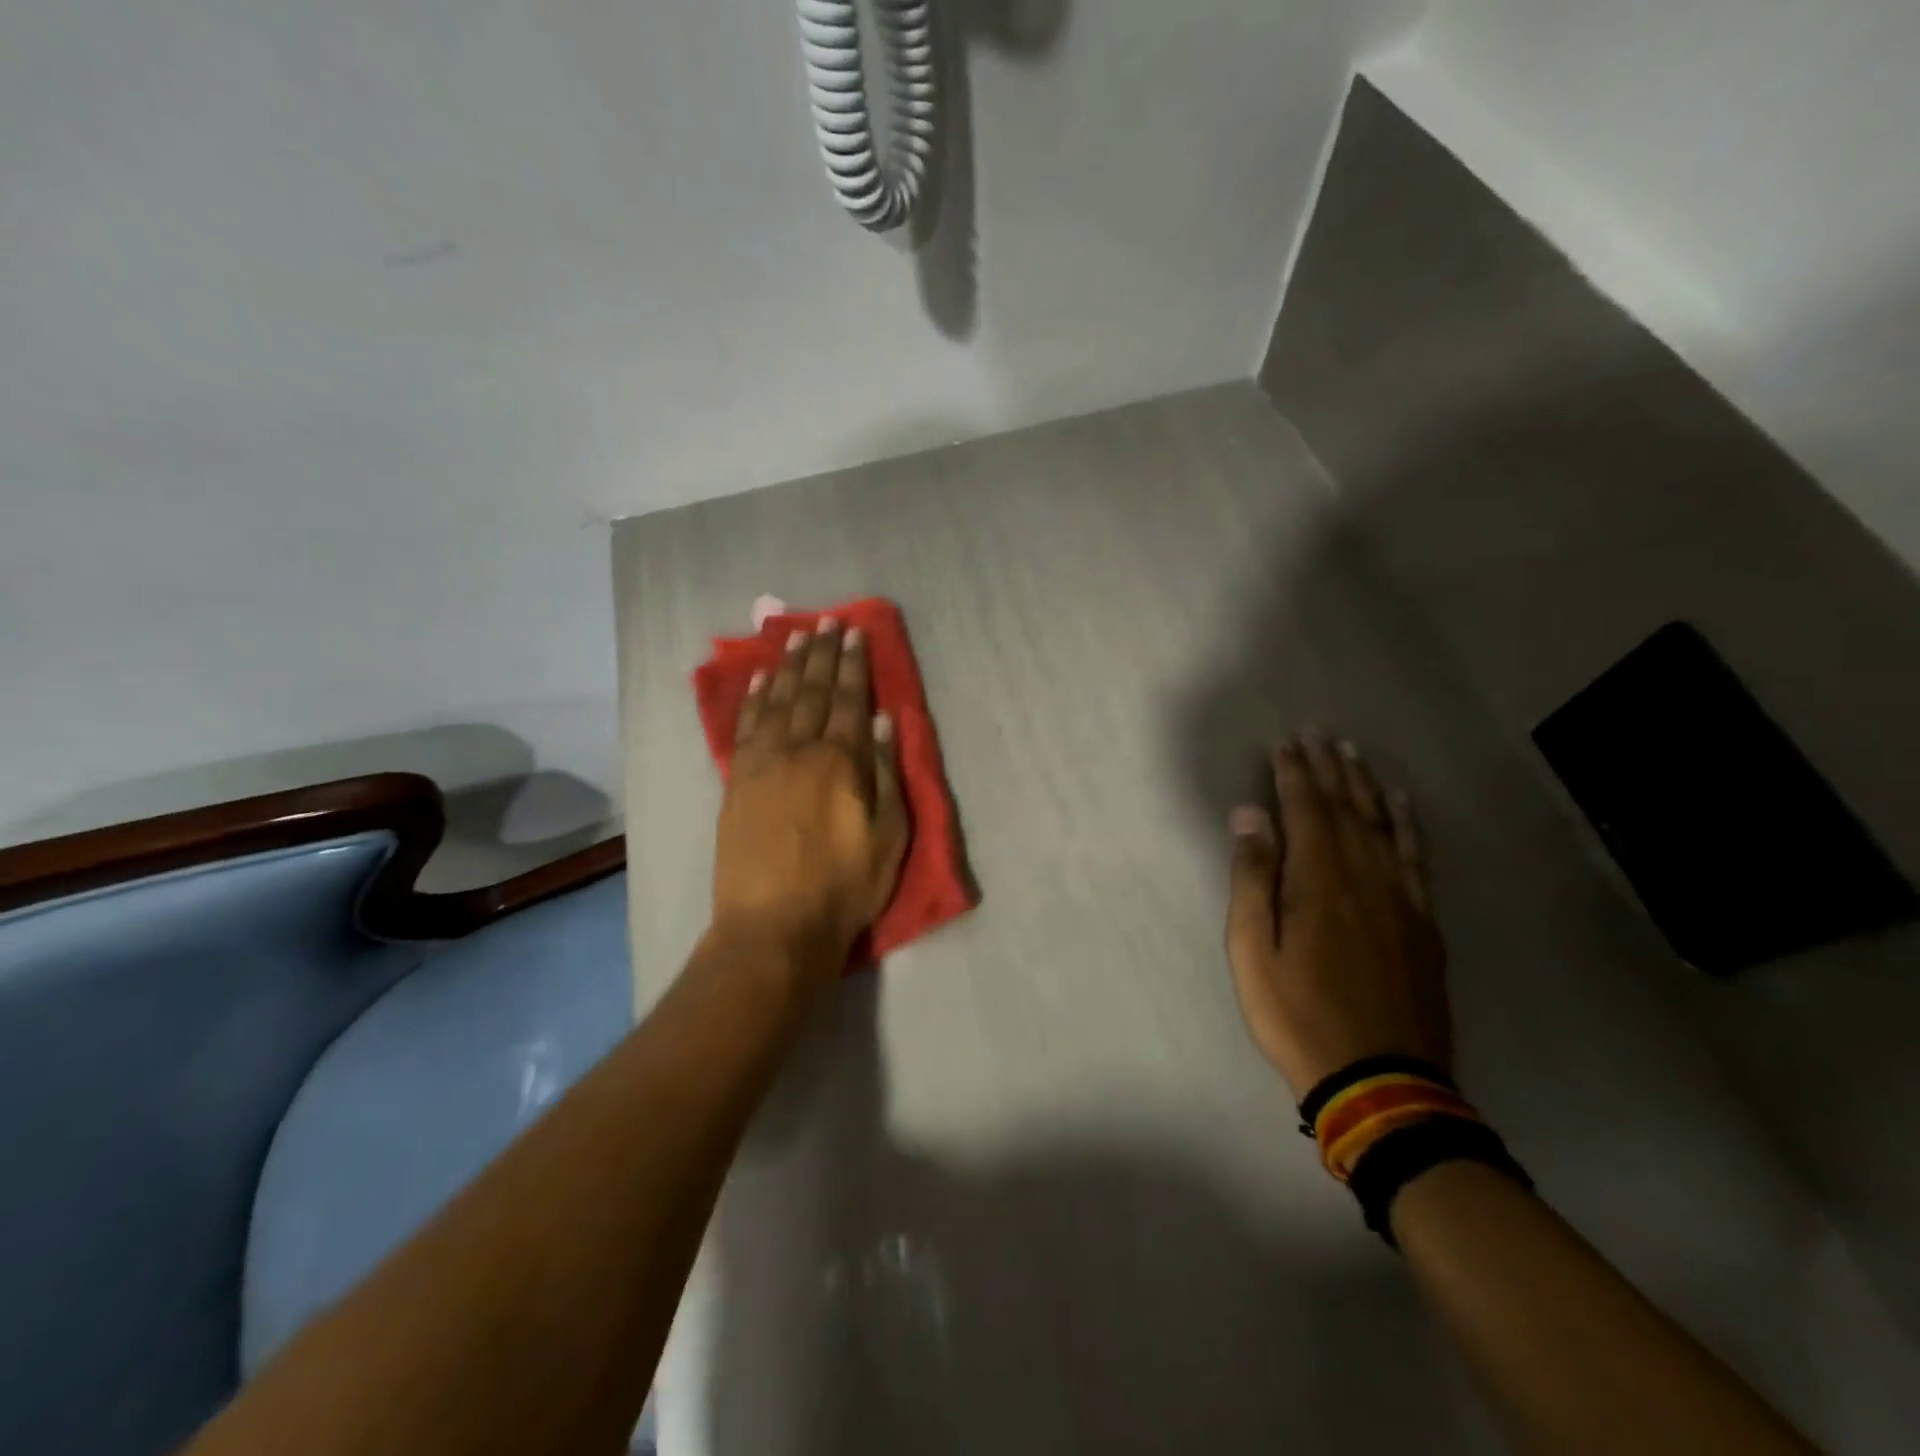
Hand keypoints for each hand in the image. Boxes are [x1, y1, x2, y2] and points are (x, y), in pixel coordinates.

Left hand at [713, 619, 908, 978]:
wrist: (775, 925)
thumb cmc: (844, 885)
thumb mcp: (888, 835)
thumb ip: (886, 773)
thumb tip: (884, 721)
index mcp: (839, 761)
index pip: (848, 700)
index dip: (853, 665)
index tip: (853, 633)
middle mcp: (797, 751)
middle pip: (810, 692)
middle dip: (820, 654)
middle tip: (824, 622)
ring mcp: (761, 765)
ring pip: (774, 702)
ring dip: (786, 667)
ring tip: (794, 638)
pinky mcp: (736, 784)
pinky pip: (743, 729)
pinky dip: (750, 700)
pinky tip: (755, 681)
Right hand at [1224, 732, 1450, 1099]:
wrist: (1380, 1081)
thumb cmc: (1297, 1015)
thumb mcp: (1252, 951)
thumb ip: (1252, 879)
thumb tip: (1249, 817)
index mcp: (1319, 881)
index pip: (1305, 810)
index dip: (1293, 773)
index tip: (1284, 742)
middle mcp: (1365, 877)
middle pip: (1347, 808)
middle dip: (1329, 767)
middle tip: (1319, 732)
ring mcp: (1402, 899)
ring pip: (1384, 826)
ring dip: (1366, 786)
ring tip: (1354, 753)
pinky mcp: (1424, 924)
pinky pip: (1418, 859)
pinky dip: (1409, 825)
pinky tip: (1403, 806)